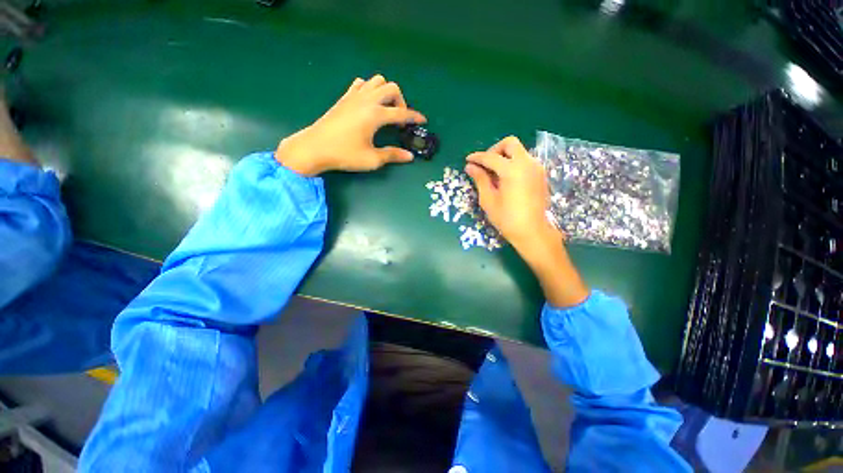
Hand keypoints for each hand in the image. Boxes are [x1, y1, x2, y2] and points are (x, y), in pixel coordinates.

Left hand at [276, 75, 426, 175]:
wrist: (314, 148)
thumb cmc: (344, 154)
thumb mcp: (372, 159)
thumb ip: (393, 155)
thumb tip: (410, 156)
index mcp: (375, 115)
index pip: (401, 113)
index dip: (415, 117)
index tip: (423, 120)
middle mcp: (367, 100)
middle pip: (391, 88)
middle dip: (401, 101)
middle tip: (399, 119)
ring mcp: (354, 96)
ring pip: (376, 81)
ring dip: (386, 92)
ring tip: (385, 110)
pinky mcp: (344, 98)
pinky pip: (361, 84)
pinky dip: (370, 90)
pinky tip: (369, 104)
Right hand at [465, 136, 558, 254]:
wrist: (532, 231)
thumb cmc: (507, 218)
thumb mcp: (488, 199)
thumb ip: (480, 179)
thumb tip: (470, 167)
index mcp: (512, 170)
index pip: (491, 157)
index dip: (477, 157)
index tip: (468, 160)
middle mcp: (527, 163)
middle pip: (510, 143)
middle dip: (494, 150)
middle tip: (485, 164)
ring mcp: (537, 168)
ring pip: (519, 151)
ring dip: (505, 156)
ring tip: (494, 173)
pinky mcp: (541, 175)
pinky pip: (525, 160)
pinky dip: (513, 163)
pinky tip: (506, 178)